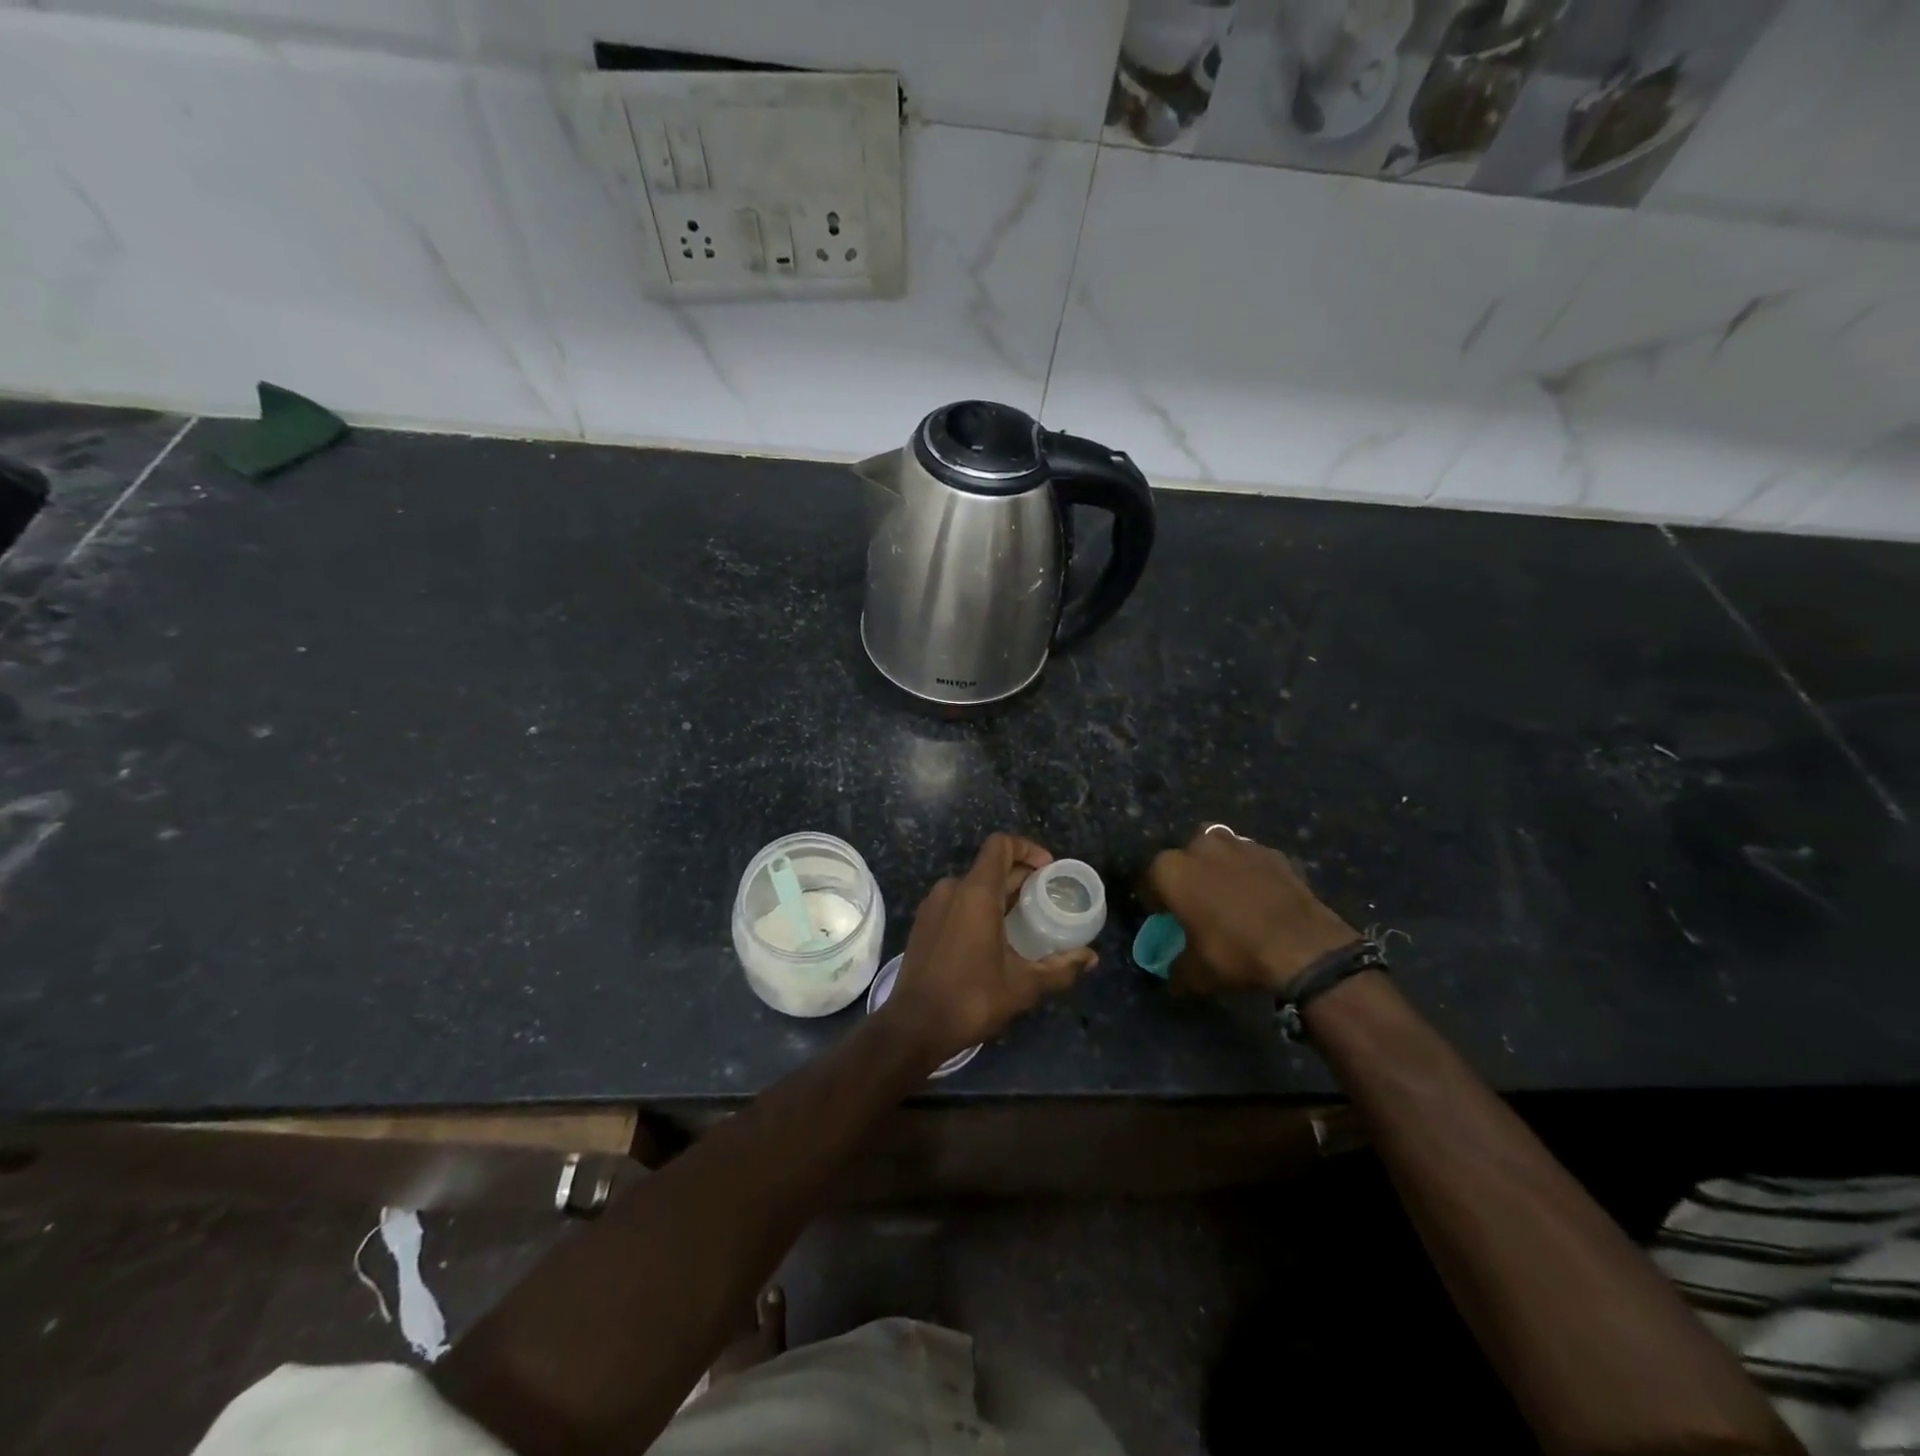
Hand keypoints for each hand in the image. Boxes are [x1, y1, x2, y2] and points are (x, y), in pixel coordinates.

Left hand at [882, 833, 1097, 1066]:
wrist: (914, 1026)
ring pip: (973, 886)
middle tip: (1047, 901)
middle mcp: (951, 889)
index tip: (1049, 871)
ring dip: (1001, 894)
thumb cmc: (971, 999)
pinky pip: (957, 902)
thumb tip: (1091, 957)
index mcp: (975, 892)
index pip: (1001, 845)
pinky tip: (995, 938)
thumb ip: (1060, 968)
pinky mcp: (923, 923)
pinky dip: (979, 908)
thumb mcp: (1024, 986)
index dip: (1028, 849)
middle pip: (991, 866)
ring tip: (1025, 921)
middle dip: (1021, 878)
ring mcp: (933, 905)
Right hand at [1146, 825, 1357, 995]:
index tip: (1164, 917)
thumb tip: (1172, 973)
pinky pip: (1252, 860)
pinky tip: (1259, 896)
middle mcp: (1200, 847)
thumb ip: (1176, 969)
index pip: (1150, 880)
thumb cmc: (1234, 952)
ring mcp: (1239, 845)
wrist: (1302, 946)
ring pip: (1219, 848)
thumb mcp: (1196, 974)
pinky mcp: (1273, 853)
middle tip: (1197, 902)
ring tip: (1228, 893)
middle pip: (1185, 856)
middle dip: (1187, 874)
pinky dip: (1251, 872)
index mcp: (1171, 870)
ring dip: (1218, 865)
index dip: (1155, 900)